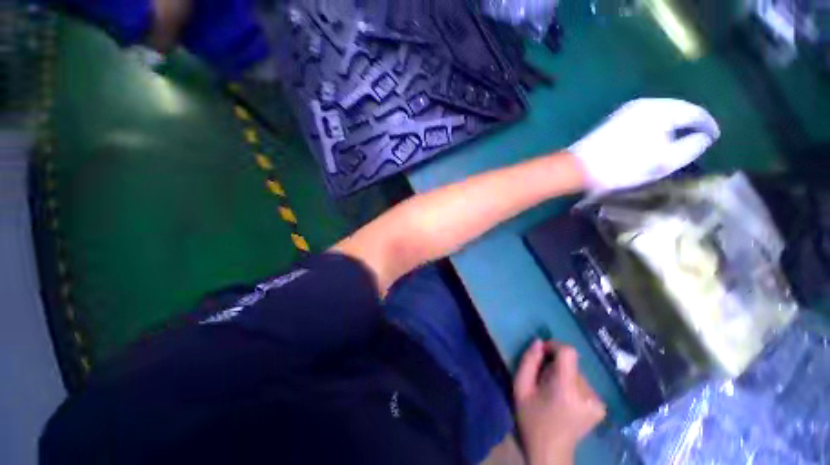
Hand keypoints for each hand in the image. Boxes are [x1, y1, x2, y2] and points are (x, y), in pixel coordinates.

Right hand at [514, 340, 605, 464]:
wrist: (550, 453)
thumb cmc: (531, 419)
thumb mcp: (520, 388)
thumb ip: (528, 361)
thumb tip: (538, 342)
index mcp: (566, 390)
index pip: (569, 352)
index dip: (554, 346)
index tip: (542, 354)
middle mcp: (587, 394)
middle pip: (571, 363)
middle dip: (556, 365)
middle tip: (543, 380)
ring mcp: (597, 402)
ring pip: (577, 372)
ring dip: (563, 375)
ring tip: (553, 392)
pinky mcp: (600, 407)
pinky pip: (583, 383)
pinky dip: (572, 385)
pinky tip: (564, 399)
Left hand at [570, 98, 719, 193]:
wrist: (578, 167)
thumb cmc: (623, 166)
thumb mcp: (663, 161)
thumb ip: (690, 147)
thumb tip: (704, 136)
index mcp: (660, 110)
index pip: (694, 111)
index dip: (708, 125)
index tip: (715, 138)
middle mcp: (644, 104)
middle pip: (677, 109)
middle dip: (690, 122)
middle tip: (700, 137)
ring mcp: (625, 111)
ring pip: (659, 113)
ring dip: (672, 124)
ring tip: (680, 139)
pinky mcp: (613, 120)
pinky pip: (644, 119)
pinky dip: (655, 126)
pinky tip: (655, 138)